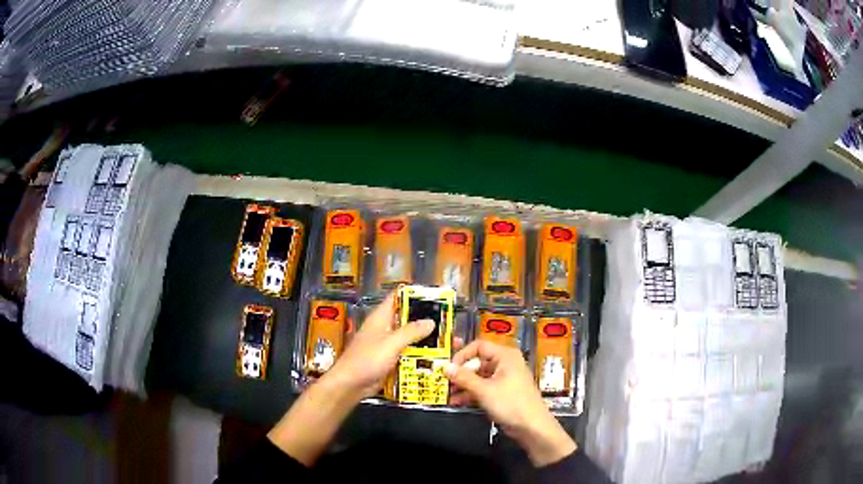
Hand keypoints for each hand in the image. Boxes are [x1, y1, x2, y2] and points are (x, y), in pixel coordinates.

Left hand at [269, 293, 433, 465]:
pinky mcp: (390, 361)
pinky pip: (409, 355)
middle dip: (427, 321)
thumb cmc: (367, 360)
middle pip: (408, 320)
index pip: (398, 298)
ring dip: (427, 341)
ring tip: (449, 343)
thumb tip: (431, 321)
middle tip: (449, 324)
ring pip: (410, 339)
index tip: (435, 296)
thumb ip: (411, 332)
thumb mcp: (390, 343)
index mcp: (381, 318)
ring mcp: (387, 346)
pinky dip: (421, 356)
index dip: (415, 295)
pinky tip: (437, 360)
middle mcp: (385, 329)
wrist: (350, 385)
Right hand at [445, 340, 576, 466]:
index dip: (462, 355)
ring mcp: (505, 378)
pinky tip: (457, 401)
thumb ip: (463, 378)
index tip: (448, 368)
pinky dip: (471, 392)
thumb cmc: (510, 403)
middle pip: (478, 362)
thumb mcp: (484, 390)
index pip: (479, 346)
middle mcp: (505, 363)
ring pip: (479, 376)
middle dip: (461, 373)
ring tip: (448, 394)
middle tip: (444, 382)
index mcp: (505, 356)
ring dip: (463, 384)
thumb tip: (445, 367)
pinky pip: (484, 387)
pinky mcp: (503, 392)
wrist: (531, 426)